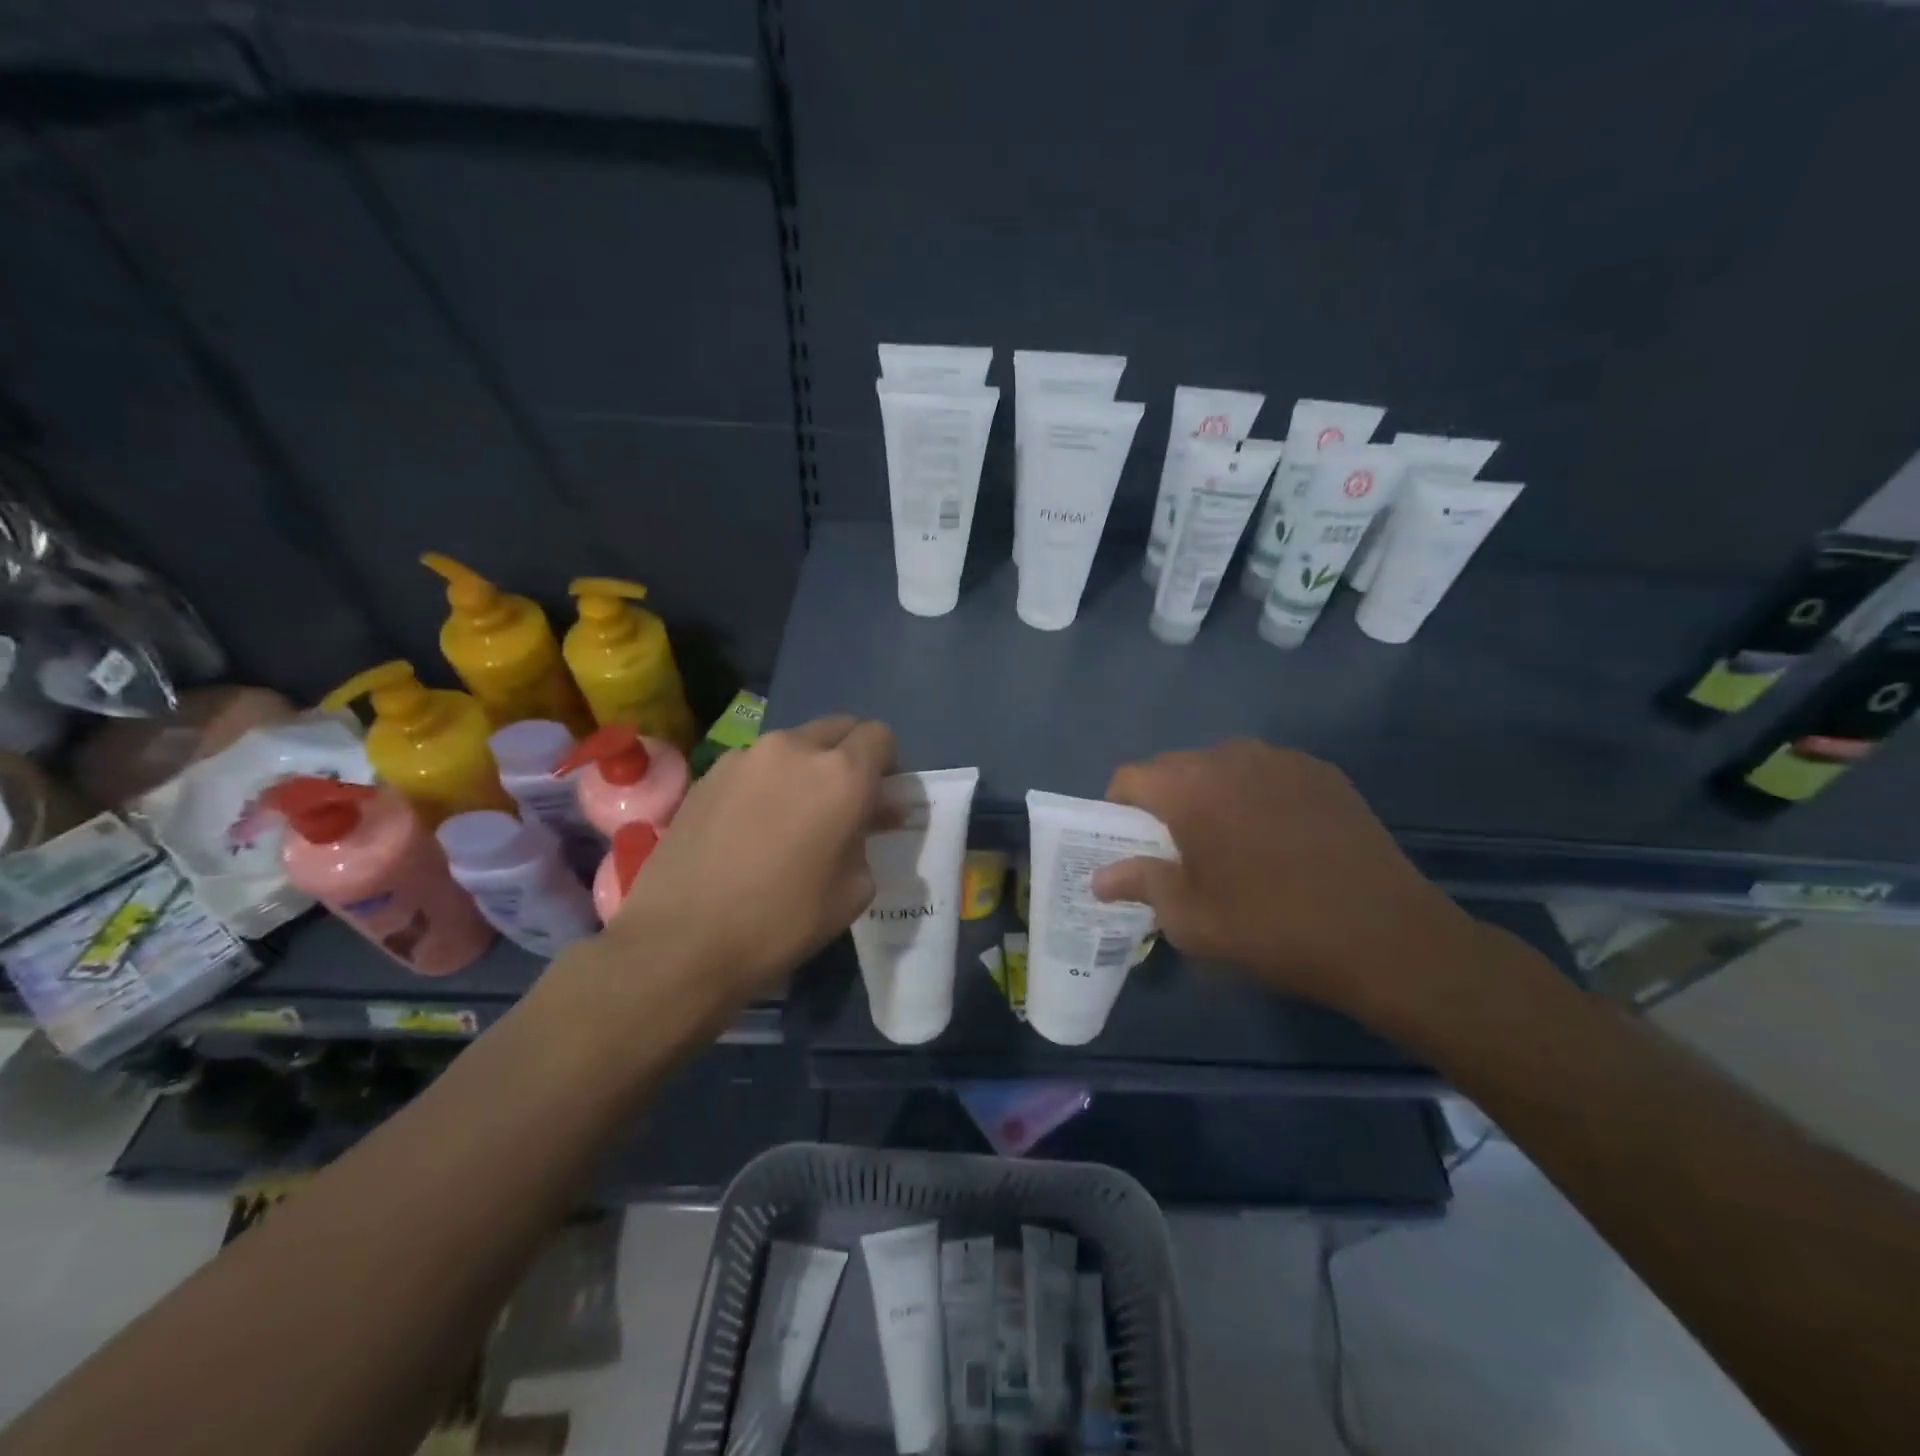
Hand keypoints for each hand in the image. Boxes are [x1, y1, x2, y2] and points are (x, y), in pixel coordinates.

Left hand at [606, 715, 895, 1007]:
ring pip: (794, 743)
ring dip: (807, 766)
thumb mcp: (852, 891)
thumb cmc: (782, 920)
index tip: (880, 797)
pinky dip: (768, 781)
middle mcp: (795, 749)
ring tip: (794, 814)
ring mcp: (746, 756)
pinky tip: (753, 824)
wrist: (681, 940)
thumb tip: (870, 816)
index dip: (888, 763)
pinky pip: (755, 763)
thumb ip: (868, 839)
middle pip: (838, 727)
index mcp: (842, 774)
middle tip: (844, 801)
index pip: (880, 736)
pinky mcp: (709, 773)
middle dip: (850, 755)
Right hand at [1091, 739, 1477, 1020]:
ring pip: (1222, 767)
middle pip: (1175, 767)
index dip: (1117, 809)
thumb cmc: (1272, 929)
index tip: (1127, 844)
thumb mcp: (1191, 920)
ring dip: (1210, 795)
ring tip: (1229, 843)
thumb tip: (1100, 877)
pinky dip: (1254, 795)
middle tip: (1176, 851)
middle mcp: (1232, 757)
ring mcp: (1283, 760)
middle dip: (1164, 802)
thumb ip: (1139, 884)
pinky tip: (1276, 838)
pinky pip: (1266, 773)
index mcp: (1191, 788)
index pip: (1130, 777)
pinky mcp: (1323, 773)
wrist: (1386, 937)